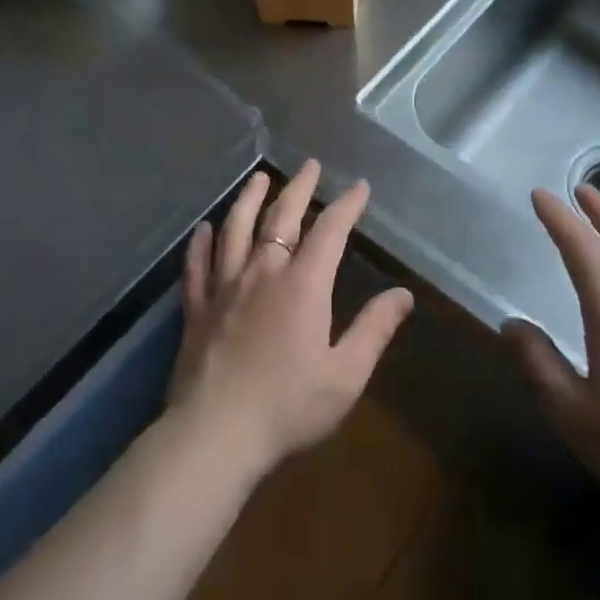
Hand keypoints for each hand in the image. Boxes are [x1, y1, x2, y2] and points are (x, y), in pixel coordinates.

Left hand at [167, 160, 413, 476]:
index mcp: (302, 285)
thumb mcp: (345, 374)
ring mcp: (224, 287)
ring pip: (236, 229)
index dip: (346, 206)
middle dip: (299, 188)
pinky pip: (197, 265)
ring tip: (259, 178)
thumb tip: (403, 295)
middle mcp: (262, 272)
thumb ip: (374, 330)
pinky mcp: (196, 307)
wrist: (215, 434)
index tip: (359, 187)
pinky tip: (204, 228)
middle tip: (309, 165)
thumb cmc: (288, 406)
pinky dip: (201, 243)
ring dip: (249, 200)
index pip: (329, 231)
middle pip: (280, 217)